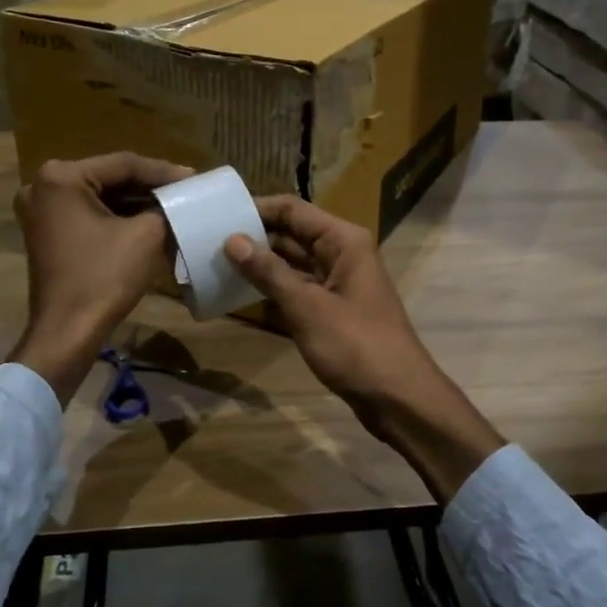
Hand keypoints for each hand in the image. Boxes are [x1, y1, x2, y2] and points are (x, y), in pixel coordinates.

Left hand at [9, 153, 190, 403]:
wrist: (68, 333)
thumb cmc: (104, 278)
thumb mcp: (146, 236)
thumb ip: (165, 208)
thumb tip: (178, 200)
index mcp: (61, 177)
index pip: (123, 164)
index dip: (163, 172)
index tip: (195, 177)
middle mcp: (42, 186)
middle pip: (109, 178)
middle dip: (148, 186)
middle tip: (185, 189)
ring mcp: (40, 211)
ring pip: (100, 197)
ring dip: (135, 202)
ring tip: (172, 204)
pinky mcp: (46, 233)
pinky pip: (88, 214)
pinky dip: (117, 217)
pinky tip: (148, 221)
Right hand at [223, 197, 504, 500]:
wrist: (397, 398)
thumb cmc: (355, 346)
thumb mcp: (307, 307)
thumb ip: (269, 272)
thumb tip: (232, 240)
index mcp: (343, 241)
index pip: (293, 210)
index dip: (256, 209)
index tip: (217, 215)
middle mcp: (341, 253)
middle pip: (292, 233)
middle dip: (254, 236)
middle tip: (208, 239)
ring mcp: (338, 282)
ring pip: (292, 262)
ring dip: (260, 263)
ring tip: (216, 262)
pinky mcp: (332, 309)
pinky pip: (297, 288)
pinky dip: (272, 288)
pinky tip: (240, 292)